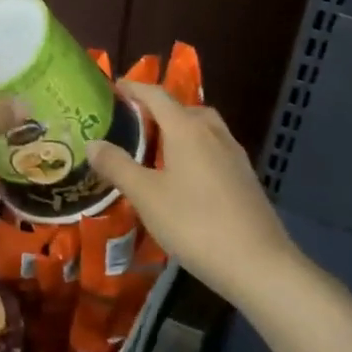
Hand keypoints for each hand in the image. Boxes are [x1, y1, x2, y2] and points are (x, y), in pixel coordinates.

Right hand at [87, 80, 297, 304]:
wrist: (258, 264)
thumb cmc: (195, 224)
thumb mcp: (146, 196)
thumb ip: (117, 166)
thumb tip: (92, 143)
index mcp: (187, 129)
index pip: (157, 96)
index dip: (134, 88)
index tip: (114, 88)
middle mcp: (213, 133)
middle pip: (183, 109)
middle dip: (158, 110)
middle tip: (133, 125)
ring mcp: (234, 155)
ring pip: (202, 129)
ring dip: (179, 130)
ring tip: (156, 150)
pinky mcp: (245, 178)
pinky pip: (214, 149)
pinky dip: (195, 150)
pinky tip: (184, 178)